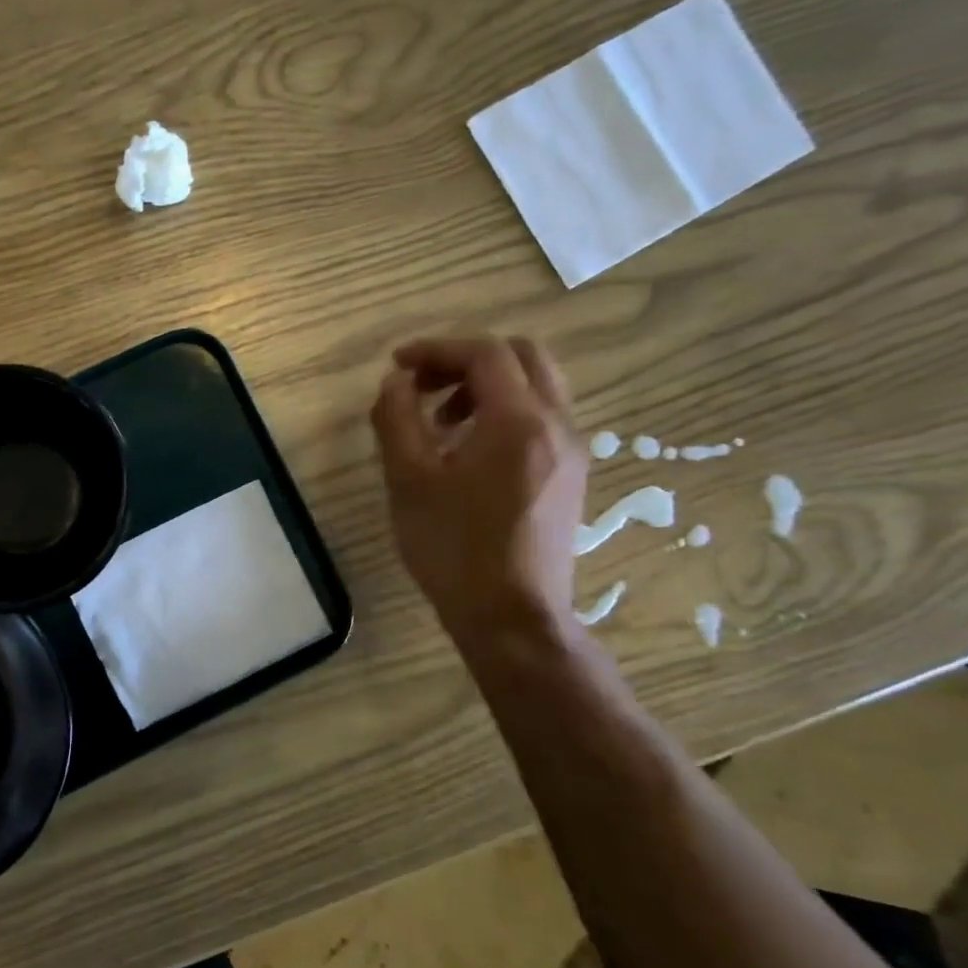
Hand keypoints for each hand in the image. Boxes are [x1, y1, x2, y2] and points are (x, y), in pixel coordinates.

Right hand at [371, 336, 586, 645]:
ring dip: (486, 385)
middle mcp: (557, 425)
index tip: (398, 365)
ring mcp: (571, 451)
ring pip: (536, 386)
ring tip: (440, 421)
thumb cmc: (454, 549)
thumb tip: (397, 382)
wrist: (512, 618)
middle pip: (521, 356)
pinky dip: (505, 411)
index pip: (484, 353)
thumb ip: (397, 418)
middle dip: (467, 359)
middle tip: (423, 385)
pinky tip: (469, 451)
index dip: (437, 349)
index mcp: (519, 420)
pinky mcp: (570, 476)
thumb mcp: (409, 480)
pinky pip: (542, 417)